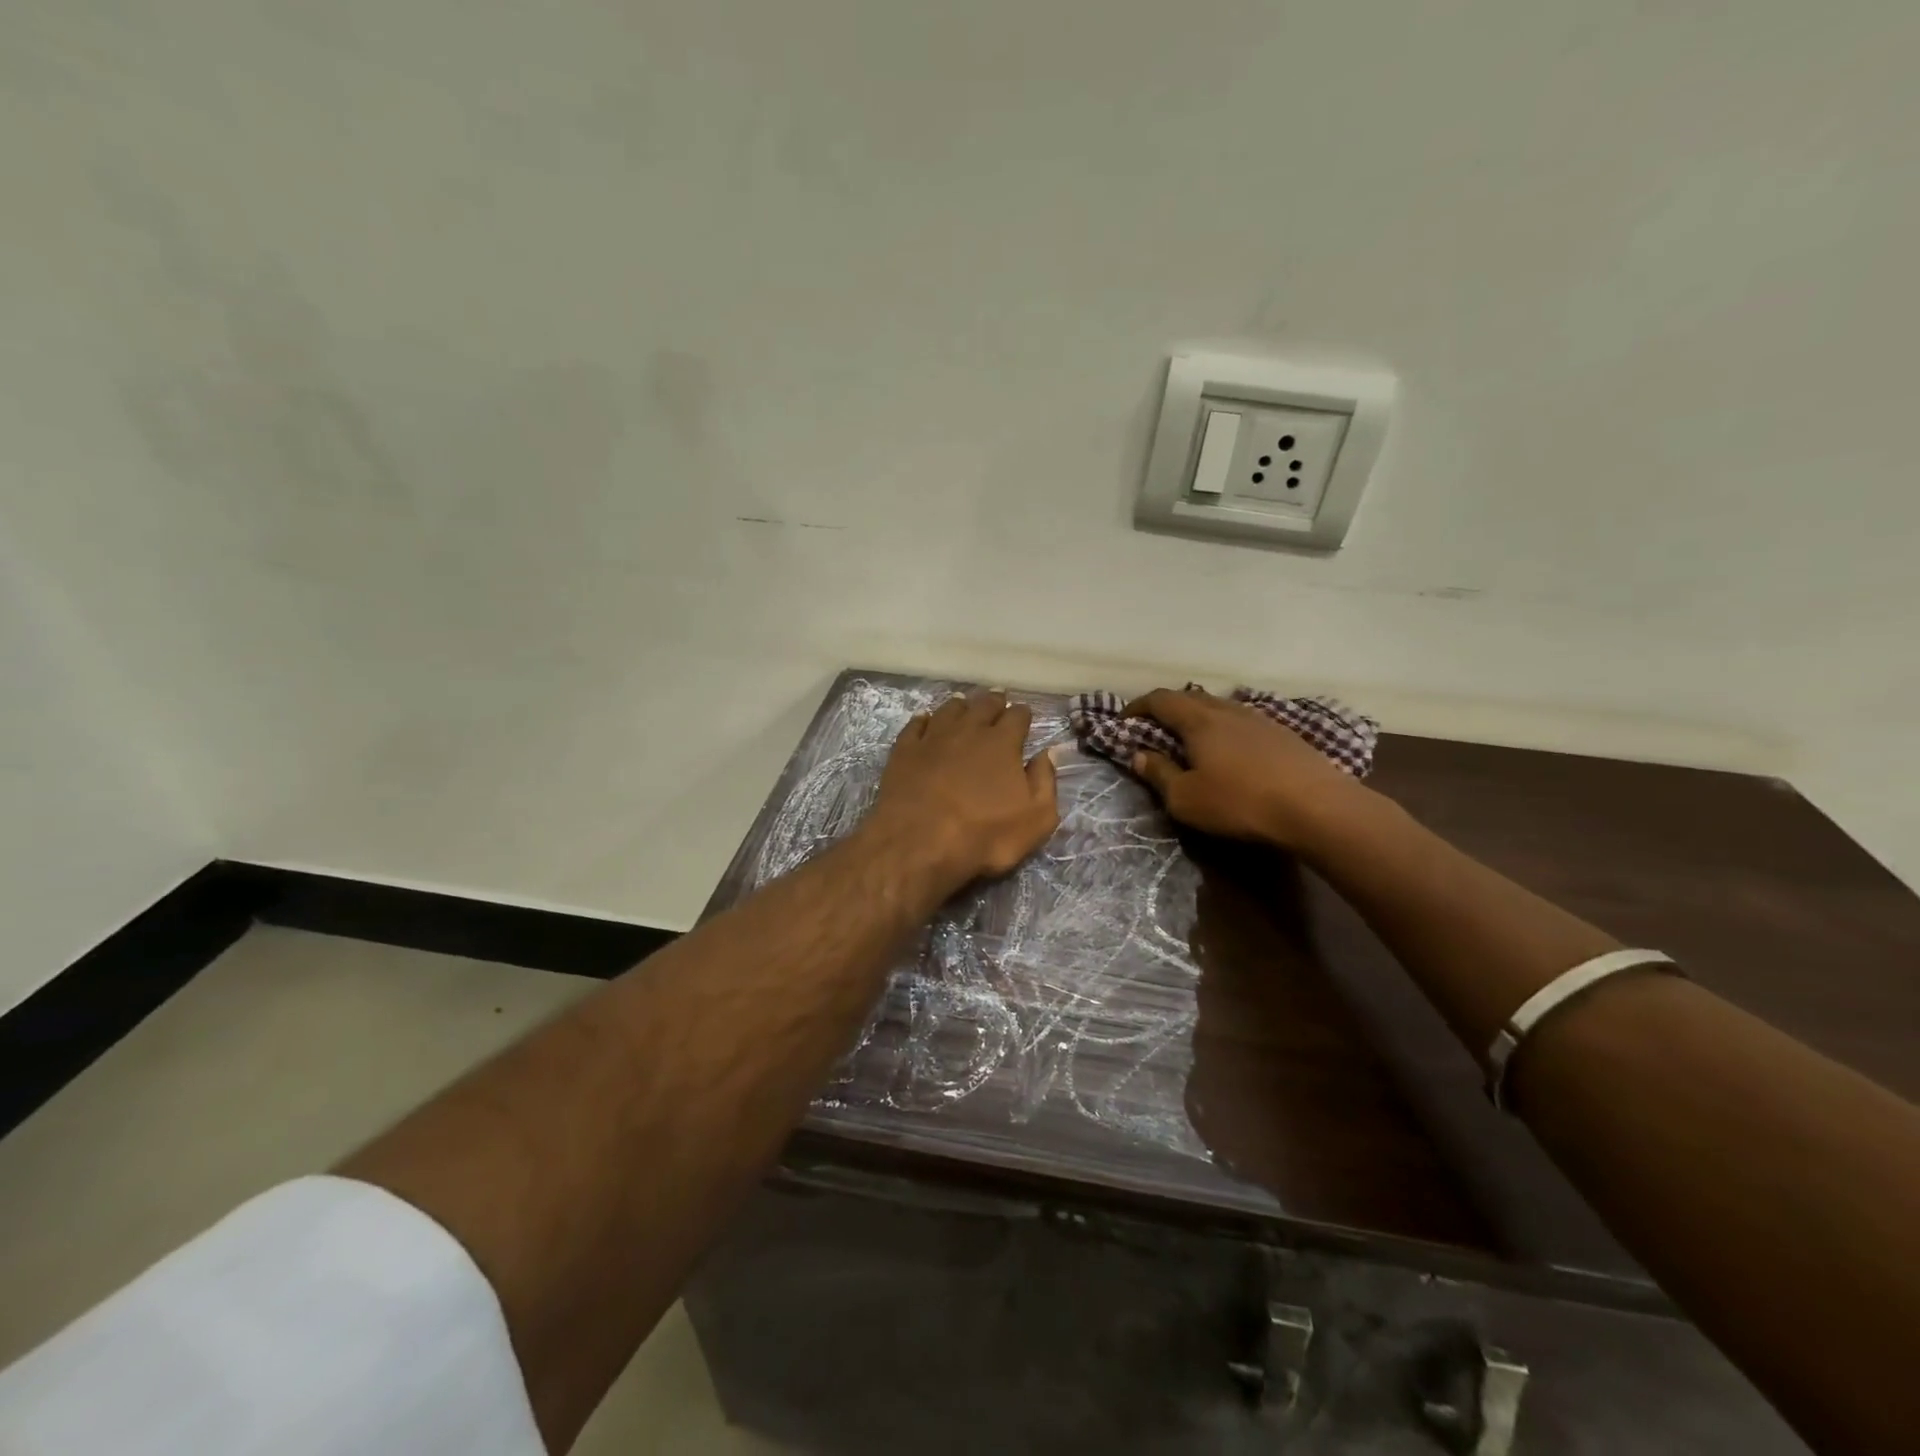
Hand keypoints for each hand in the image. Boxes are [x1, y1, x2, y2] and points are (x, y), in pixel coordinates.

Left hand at [867, 689, 1059, 890]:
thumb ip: (1045, 781)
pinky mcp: (904, 751)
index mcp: (1002, 743)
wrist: (918, 844)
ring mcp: (932, 738)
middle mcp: (968, 730)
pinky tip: (925, 720)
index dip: (1023, 714)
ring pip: (949, 710)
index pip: (1017, 716)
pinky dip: (924, 720)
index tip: (1024, 715)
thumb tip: (1046, 754)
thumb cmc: (984, 835)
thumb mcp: (1035, 818)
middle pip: (983, 705)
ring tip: (964, 706)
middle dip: (994, 702)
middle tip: (998, 700)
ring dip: (961, 706)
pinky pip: (915, 725)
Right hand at [1122, 687, 1363, 849]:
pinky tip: (1230, 751)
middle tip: (1154, 729)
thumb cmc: (1241, 803)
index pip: (1160, 699)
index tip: (1124, 720)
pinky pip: (1242, 722)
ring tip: (1190, 740)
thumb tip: (1139, 755)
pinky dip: (1224, 729)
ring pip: (1219, 708)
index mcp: (1199, 721)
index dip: (1138, 706)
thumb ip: (1158, 774)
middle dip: (1167, 709)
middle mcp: (1228, 710)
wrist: (1318, 808)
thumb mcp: (1186, 799)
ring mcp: (1259, 719)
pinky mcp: (1283, 734)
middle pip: (1191, 698)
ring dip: (1198, 718)